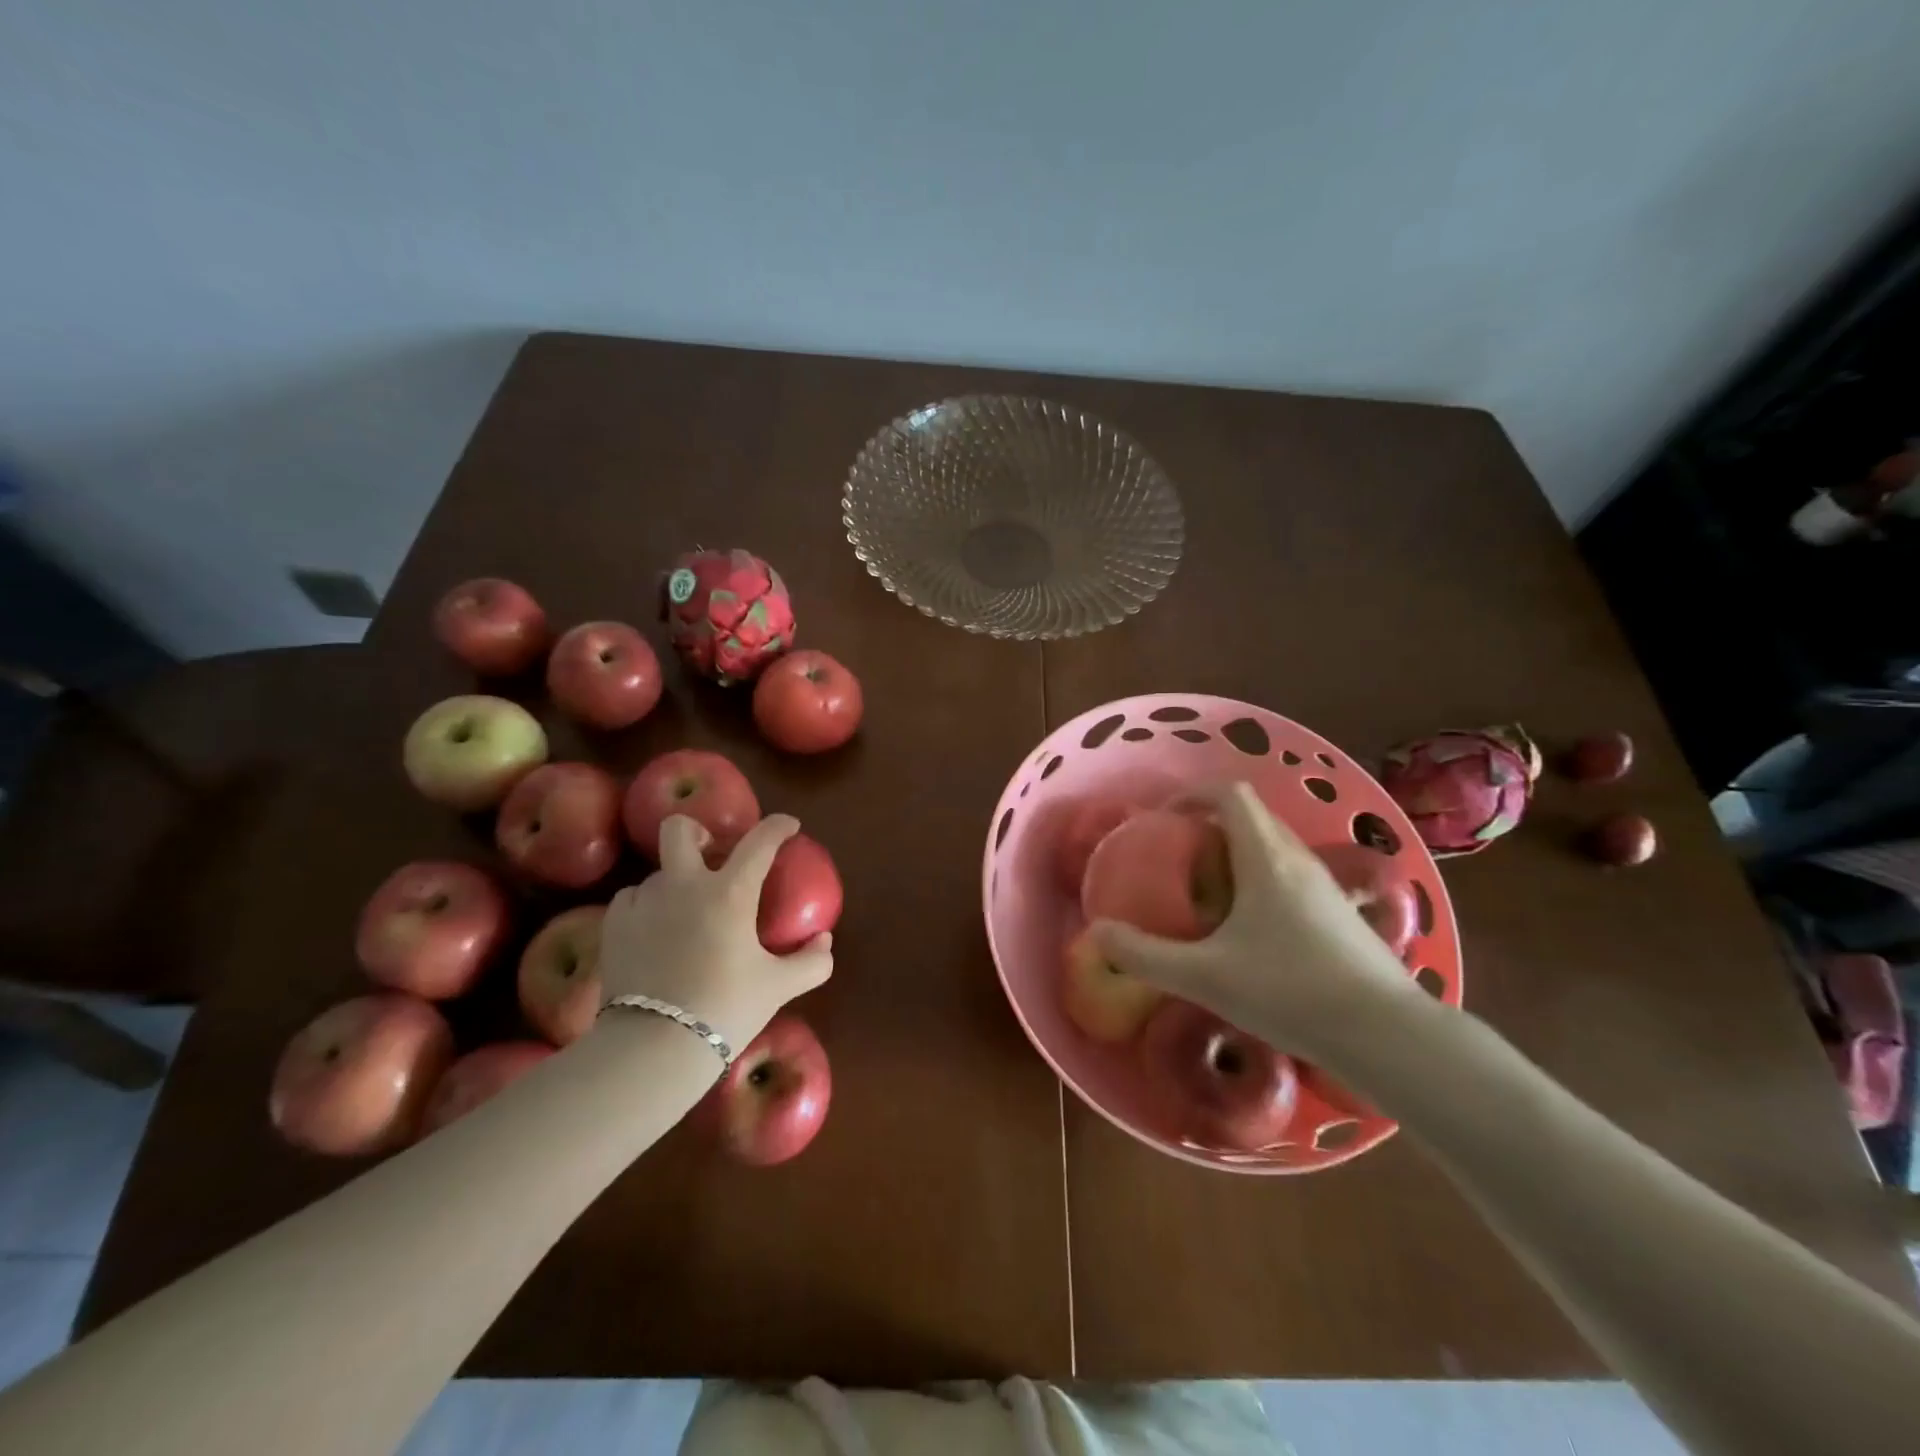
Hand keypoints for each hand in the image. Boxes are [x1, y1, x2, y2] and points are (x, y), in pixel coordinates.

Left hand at [596, 813, 832, 1053]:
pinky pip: (632, 900)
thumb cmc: (725, 1009)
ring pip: (658, 872)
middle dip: (697, 831)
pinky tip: (655, 932)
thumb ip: (811, 961)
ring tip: (685, 913)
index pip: (760, 840)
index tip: (788, 826)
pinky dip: (648, 907)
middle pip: (680, 829)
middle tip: (711, 852)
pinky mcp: (613, 926)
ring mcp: (644, 902)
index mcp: (730, 891)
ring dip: (676, 882)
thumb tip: (824, 941)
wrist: (654, 1047)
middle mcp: (684, 885)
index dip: (778, 826)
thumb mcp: (779, 987)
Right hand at [1090, 782, 1419, 1062]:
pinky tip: (1251, 931)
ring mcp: (1325, 886)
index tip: (1164, 821)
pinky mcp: (1341, 914)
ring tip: (1208, 892)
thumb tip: (1096, 934)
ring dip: (1237, 853)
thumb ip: (1145, 956)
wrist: (1387, 1035)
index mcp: (1265, 857)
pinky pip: (1291, 875)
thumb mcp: (1205, 976)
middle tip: (1178, 858)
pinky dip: (1261, 880)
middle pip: (1251, 816)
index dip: (1192, 795)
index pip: (1229, 794)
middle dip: (1210, 825)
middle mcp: (1298, 859)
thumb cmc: (1291, 991)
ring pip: (1274, 846)